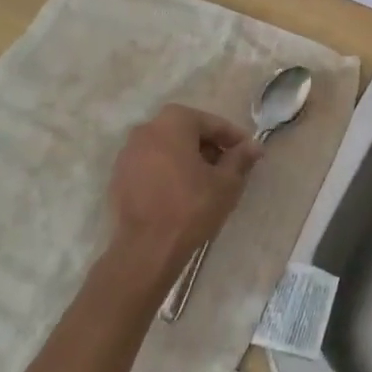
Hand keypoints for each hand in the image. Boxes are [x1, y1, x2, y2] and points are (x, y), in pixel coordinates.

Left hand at [107, 104, 261, 285]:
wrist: (146, 249)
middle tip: (229, 167)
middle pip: (187, 132)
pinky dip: (168, 172)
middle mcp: (146, 130)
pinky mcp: (118, 178)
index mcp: (173, 122)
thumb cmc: (191, 207)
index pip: (212, 124)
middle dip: (210, 147)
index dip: (234, 139)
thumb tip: (253, 146)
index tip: (249, 153)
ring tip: (207, 182)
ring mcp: (128, 154)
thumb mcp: (226, 182)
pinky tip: (182, 192)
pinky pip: (152, 166)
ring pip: (168, 149)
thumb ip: (240, 158)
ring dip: (188, 159)